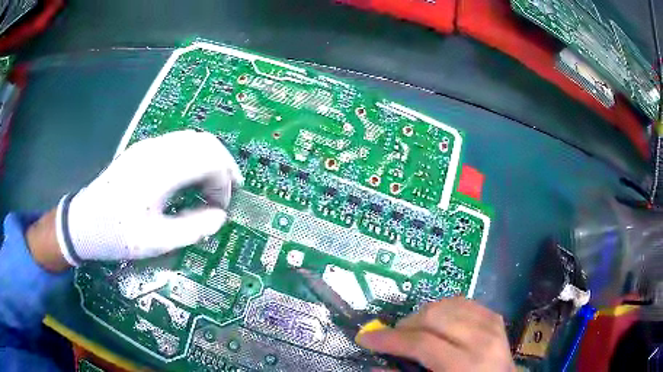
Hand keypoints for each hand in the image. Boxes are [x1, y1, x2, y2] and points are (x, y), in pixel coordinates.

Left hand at [53, 130, 241, 265]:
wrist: (83, 222)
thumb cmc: (117, 234)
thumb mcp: (155, 241)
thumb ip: (192, 229)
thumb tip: (219, 217)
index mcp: (160, 170)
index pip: (209, 159)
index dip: (224, 182)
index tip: (221, 208)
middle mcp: (156, 150)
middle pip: (204, 141)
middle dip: (223, 165)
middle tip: (227, 192)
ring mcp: (148, 147)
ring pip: (192, 139)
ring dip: (208, 160)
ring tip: (211, 187)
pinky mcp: (142, 151)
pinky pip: (178, 145)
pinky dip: (193, 159)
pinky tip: (189, 180)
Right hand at [357, 297, 514, 371]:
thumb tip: (373, 367)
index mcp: (466, 364)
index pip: (421, 343)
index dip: (389, 339)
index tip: (365, 338)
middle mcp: (482, 339)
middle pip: (434, 316)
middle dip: (406, 325)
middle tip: (393, 339)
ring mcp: (492, 324)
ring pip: (447, 304)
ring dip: (423, 315)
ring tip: (414, 332)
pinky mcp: (495, 317)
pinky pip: (463, 302)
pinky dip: (443, 310)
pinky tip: (437, 324)